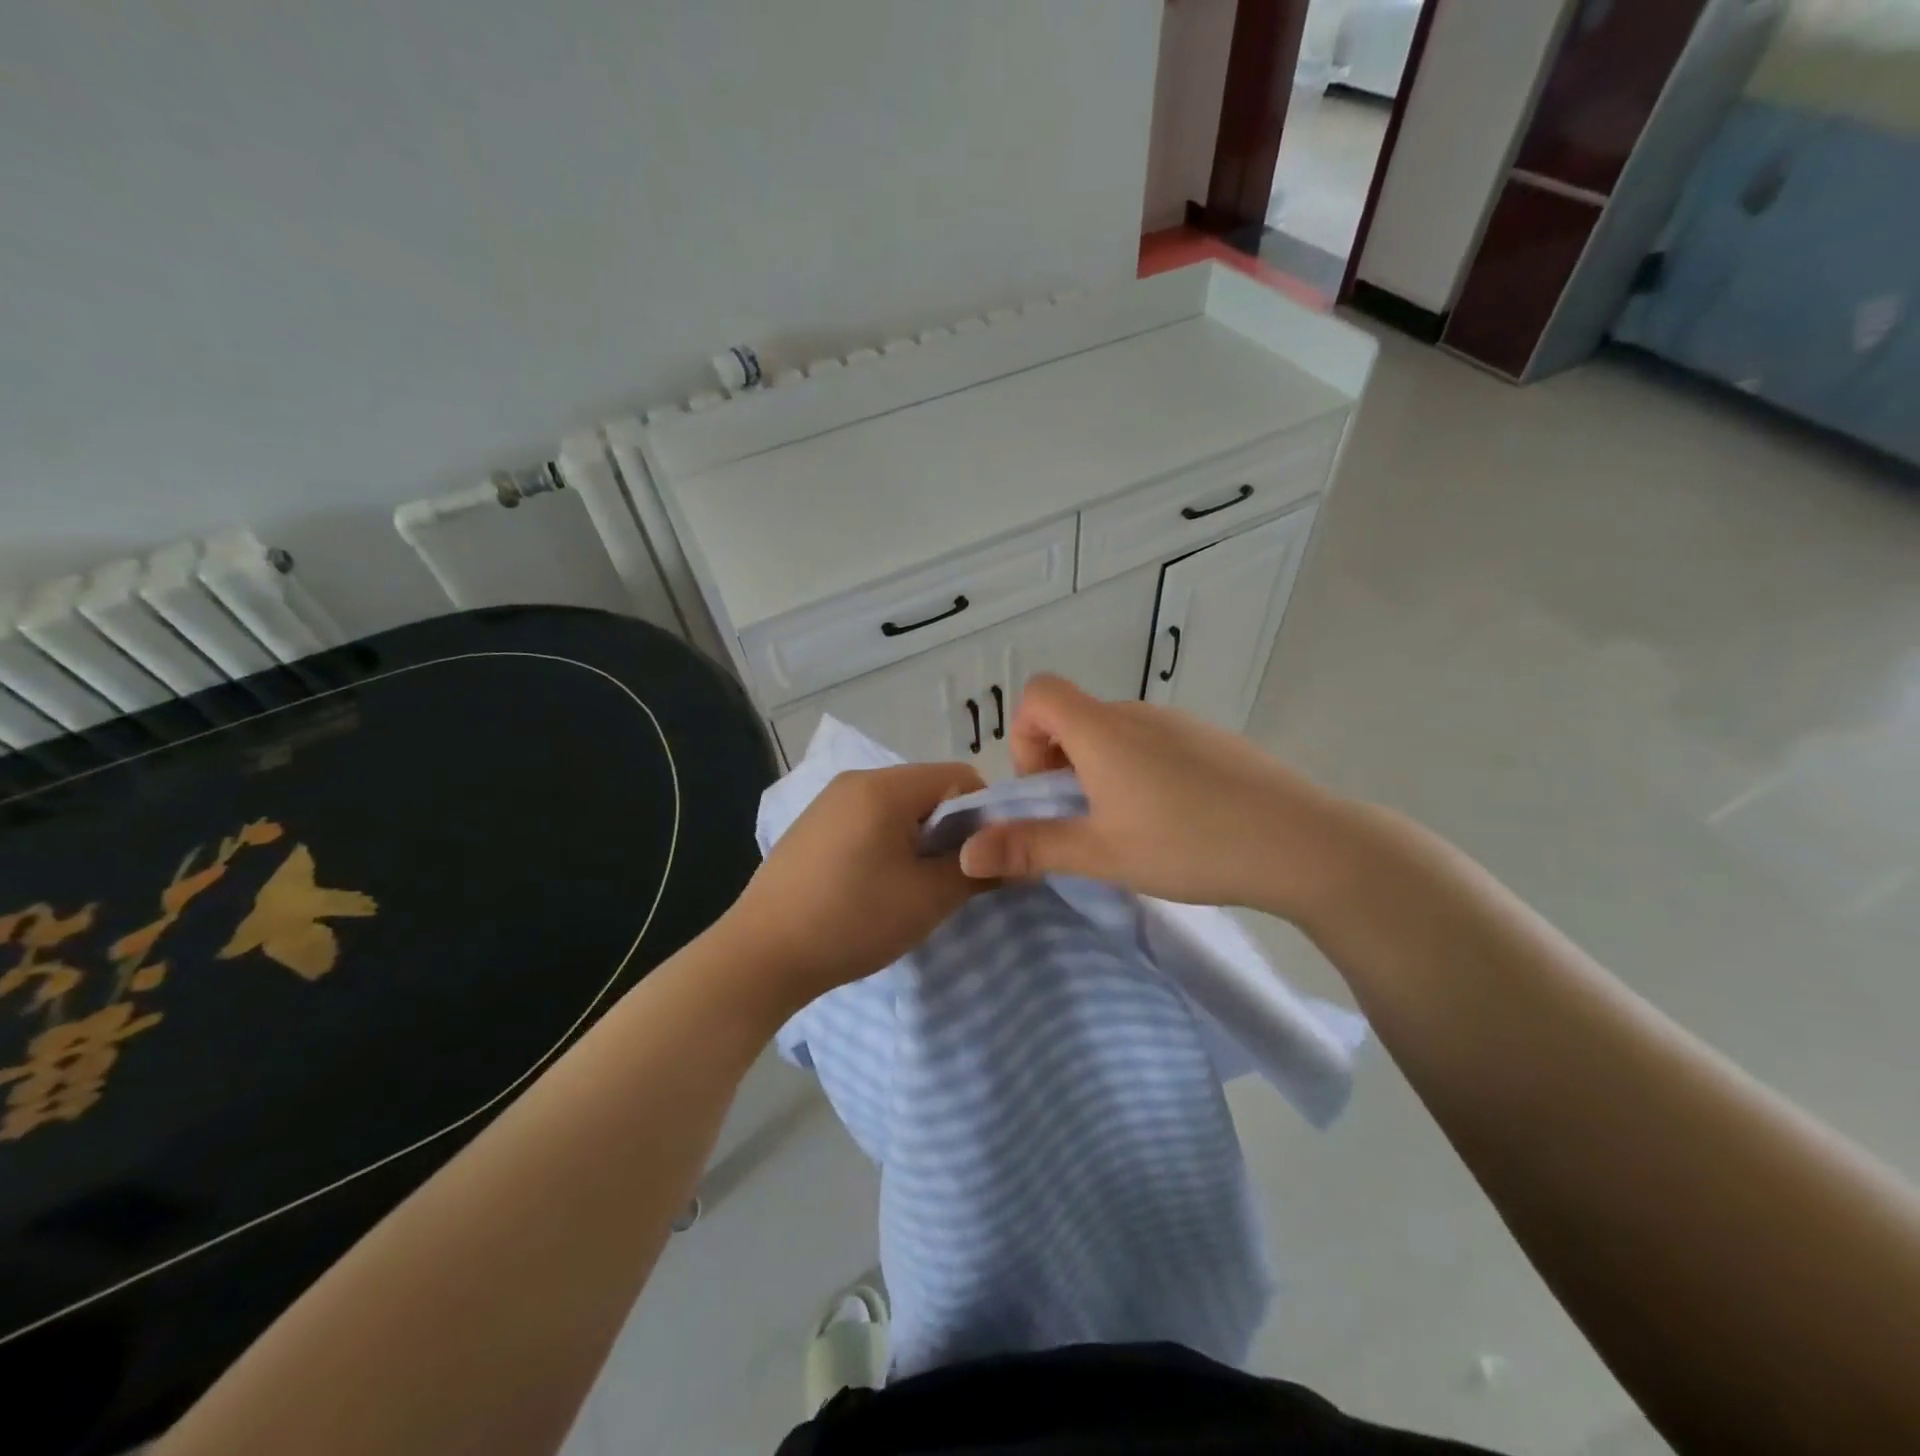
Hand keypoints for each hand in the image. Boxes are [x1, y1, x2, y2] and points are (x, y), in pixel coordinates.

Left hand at [719, 762, 987, 1010]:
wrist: (761, 955)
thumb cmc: (852, 920)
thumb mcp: (928, 899)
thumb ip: (976, 871)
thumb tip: (1011, 861)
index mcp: (884, 787)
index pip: (960, 776)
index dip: (984, 814)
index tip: (983, 858)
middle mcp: (855, 781)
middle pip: (927, 790)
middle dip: (950, 829)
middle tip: (950, 878)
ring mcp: (828, 802)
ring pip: (897, 807)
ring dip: (918, 839)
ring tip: (912, 886)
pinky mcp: (811, 826)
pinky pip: (867, 820)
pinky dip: (886, 843)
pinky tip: (873, 886)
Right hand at [956, 674, 1358, 921]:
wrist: (1301, 842)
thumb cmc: (1188, 844)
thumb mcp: (1101, 853)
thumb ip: (1031, 846)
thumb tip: (967, 853)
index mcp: (1102, 730)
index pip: (1039, 693)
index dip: (1025, 736)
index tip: (1046, 788)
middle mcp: (1137, 714)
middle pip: (1074, 716)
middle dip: (1060, 764)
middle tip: (1084, 821)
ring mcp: (1179, 724)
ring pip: (1114, 732)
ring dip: (1100, 770)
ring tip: (1129, 826)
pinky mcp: (1211, 740)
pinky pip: (1153, 742)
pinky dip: (1139, 770)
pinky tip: (1173, 818)